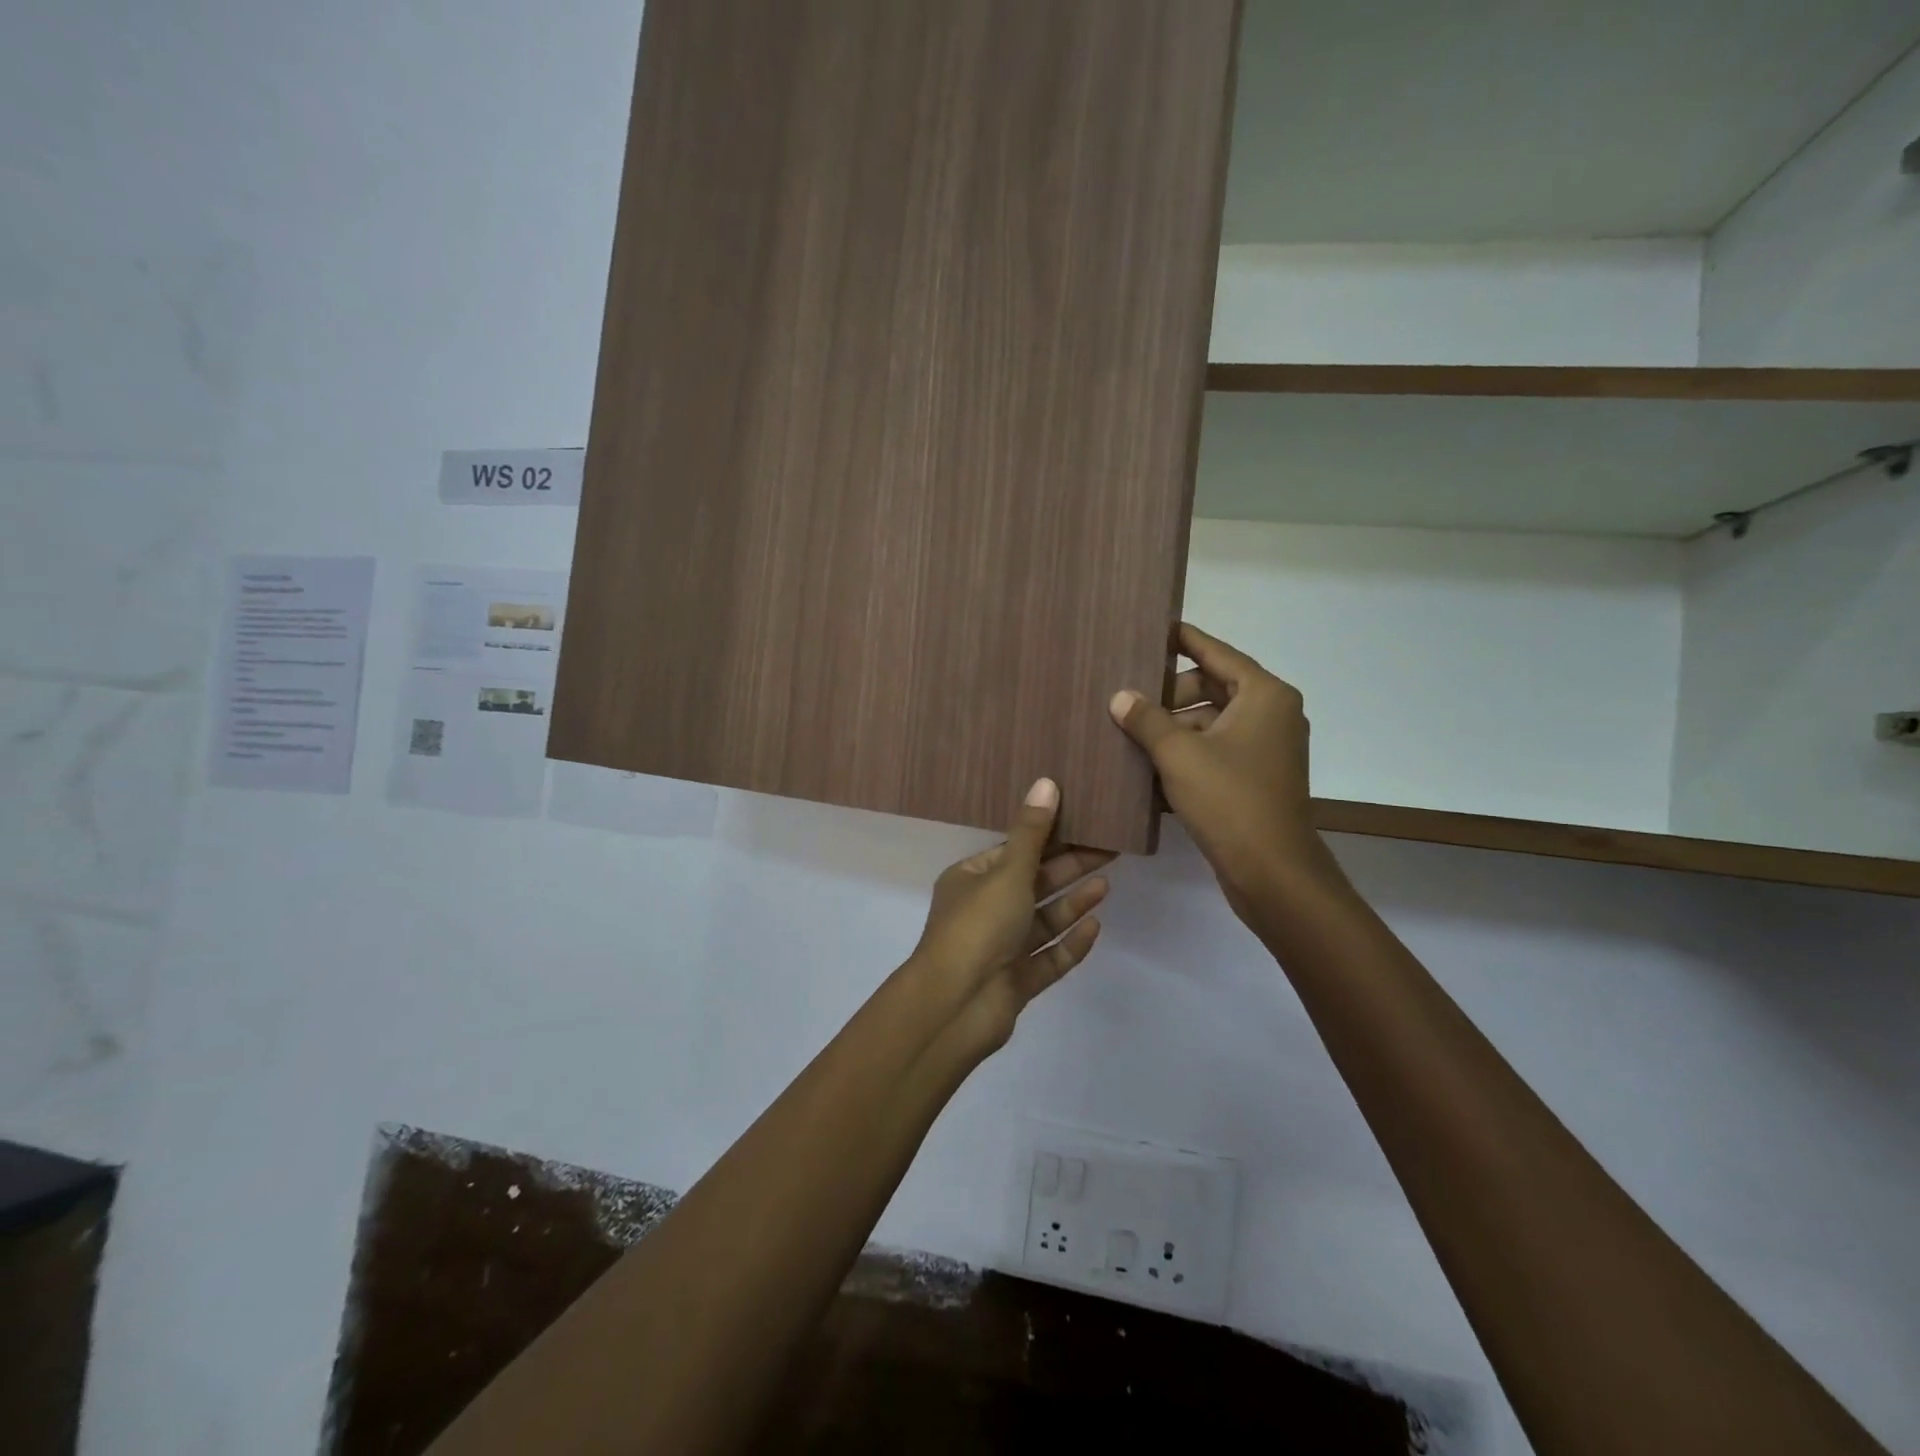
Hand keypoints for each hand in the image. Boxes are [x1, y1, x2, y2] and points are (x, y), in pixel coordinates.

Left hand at [907, 778, 1112, 1057]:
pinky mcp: (1017, 982)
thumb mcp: (1007, 872)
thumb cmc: (978, 926)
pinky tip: (1096, 928)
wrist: (956, 1006)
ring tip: (1106, 884)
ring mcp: (1001, 950)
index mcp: (971, 880)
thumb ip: (1032, 833)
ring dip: (1072, 903)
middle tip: (1109, 848)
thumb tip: (1047, 782)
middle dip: (1069, 868)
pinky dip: (1070, 943)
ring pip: (1043, 922)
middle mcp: (984, 911)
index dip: (1048, 837)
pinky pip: (1048, 958)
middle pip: (1033, 884)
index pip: (1014, 852)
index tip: (1083, 822)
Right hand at [1109, 623, 1344, 919]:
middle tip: (1127, 696)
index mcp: (1263, 695)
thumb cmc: (1229, 800)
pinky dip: (1185, 754)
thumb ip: (1146, 719)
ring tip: (1128, 733)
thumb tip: (1120, 696)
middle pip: (1212, 687)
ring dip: (1173, 728)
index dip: (1183, 639)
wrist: (1272, 872)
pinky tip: (1146, 765)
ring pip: (1210, 723)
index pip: (1216, 652)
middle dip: (1169, 694)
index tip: (1153, 628)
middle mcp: (1271, 714)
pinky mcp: (1255, 779)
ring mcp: (1265, 749)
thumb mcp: (1178, 754)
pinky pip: (1214, 752)